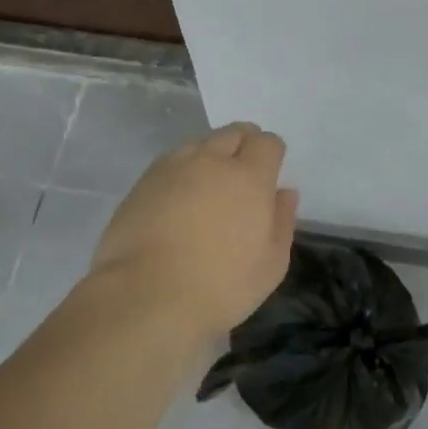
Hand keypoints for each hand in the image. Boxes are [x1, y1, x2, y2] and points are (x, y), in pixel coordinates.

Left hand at [88, 122, 298, 338]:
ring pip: (200, 143)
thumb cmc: (220, 285)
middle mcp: (211, 161)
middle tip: (243, 174)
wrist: (146, 296)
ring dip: (211, 155)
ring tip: (209, 186)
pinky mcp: (143, 182)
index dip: (271, 154)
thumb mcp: (271, 265)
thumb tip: (284, 192)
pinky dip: (182, 170)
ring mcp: (173, 167)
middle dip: (243, 144)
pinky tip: (179, 197)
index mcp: (249, 177)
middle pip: (233, 132)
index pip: (267, 142)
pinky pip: (171, 161)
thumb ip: (282, 221)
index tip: (270, 174)